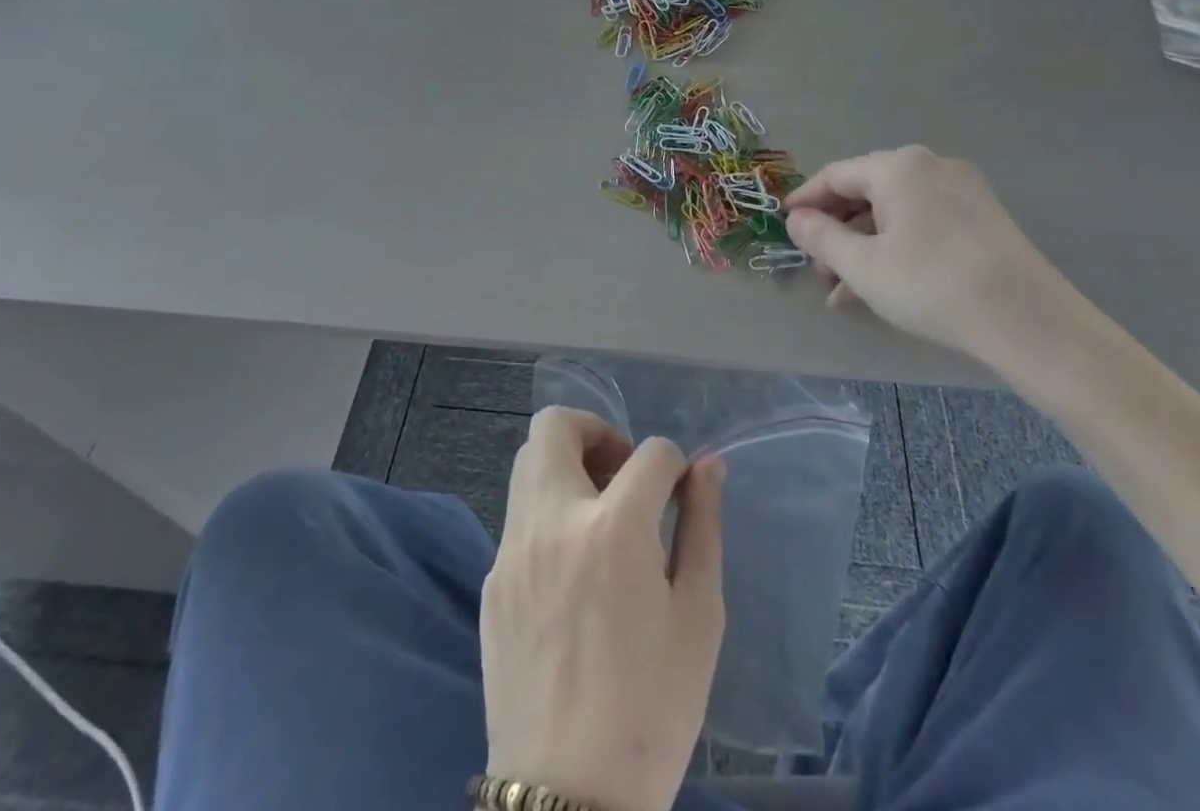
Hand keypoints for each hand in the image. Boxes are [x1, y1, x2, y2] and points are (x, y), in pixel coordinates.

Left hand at [482, 406, 725, 810]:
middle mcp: (553, 522)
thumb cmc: (652, 709)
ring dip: (566, 467)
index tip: (679, 492)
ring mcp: (512, 551)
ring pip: (527, 464)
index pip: (649, 452)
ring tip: (599, 518)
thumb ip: (702, 525)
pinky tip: (572, 571)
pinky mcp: (491, 583)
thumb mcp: (698, 616)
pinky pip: (519, 518)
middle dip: (596, 432)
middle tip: (623, 475)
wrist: (569, 802)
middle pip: (556, 426)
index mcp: (613, 528)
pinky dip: (548, 516)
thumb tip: (708, 466)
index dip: (674, 464)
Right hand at [784, 145, 1099, 383]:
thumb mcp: (863, 266)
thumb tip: (797, 219)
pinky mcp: (982, 215)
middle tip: (818, 268)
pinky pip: (922, 221)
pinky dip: (896, 246)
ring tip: (845, 287)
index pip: (835, 175)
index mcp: (896, 167)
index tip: (784, 225)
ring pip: (895, 210)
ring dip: (864, 244)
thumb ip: (821, 237)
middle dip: (836, 229)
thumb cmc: (931, 285)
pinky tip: (883, 284)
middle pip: (866, 191)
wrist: (1028, 319)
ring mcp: (960, 189)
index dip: (805, 200)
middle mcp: (929, 165)